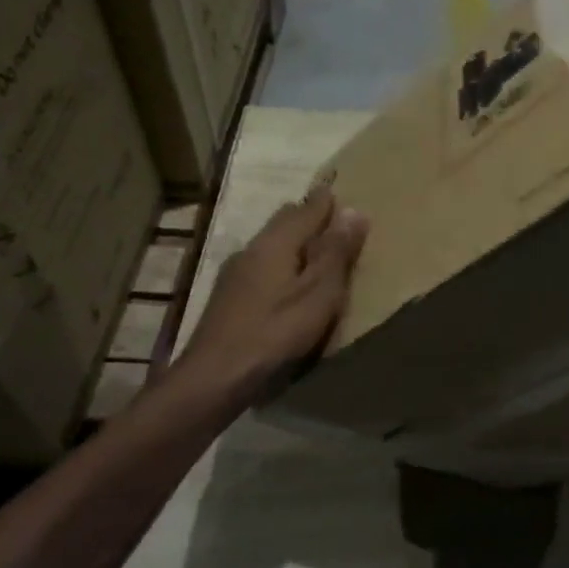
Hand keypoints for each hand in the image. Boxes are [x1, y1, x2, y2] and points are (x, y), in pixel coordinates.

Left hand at [173, 184, 367, 406]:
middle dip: (308, 216)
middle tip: (333, 219)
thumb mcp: (319, 294)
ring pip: (270, 243)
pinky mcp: (227, 297)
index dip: (326, 200)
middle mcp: (252, 248)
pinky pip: (261, 265)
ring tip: (316, 251)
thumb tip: (354, 211)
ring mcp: (235, 273)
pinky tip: (286, 282)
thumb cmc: (275, 332)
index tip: (341, 190)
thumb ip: (336, 253)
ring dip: (293, 241)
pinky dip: (281, 263)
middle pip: (284, 221)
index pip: (306, 208)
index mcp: (276, 242)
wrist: (214, 377)